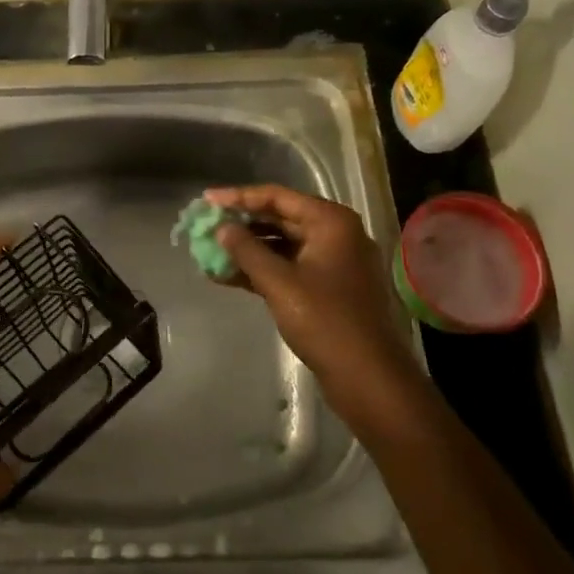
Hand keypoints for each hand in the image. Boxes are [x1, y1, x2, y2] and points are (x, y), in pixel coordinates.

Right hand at [205, 185, 423, 424]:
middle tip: (205, 227)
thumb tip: (221, 228)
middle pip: (280, 218)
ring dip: (248, 250)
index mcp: (331, 221)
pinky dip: (262, 271)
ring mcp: (333, 262)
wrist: (367, 376)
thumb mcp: (279, 283)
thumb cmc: (324, 321)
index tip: (206, 201)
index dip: (239, 197)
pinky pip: (289, 268)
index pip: (277, 197)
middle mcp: (335, 234)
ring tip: (210, 253)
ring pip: (282, 245)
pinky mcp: (328, 288)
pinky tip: (228, 277)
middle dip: (242, 225)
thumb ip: (247, 251)